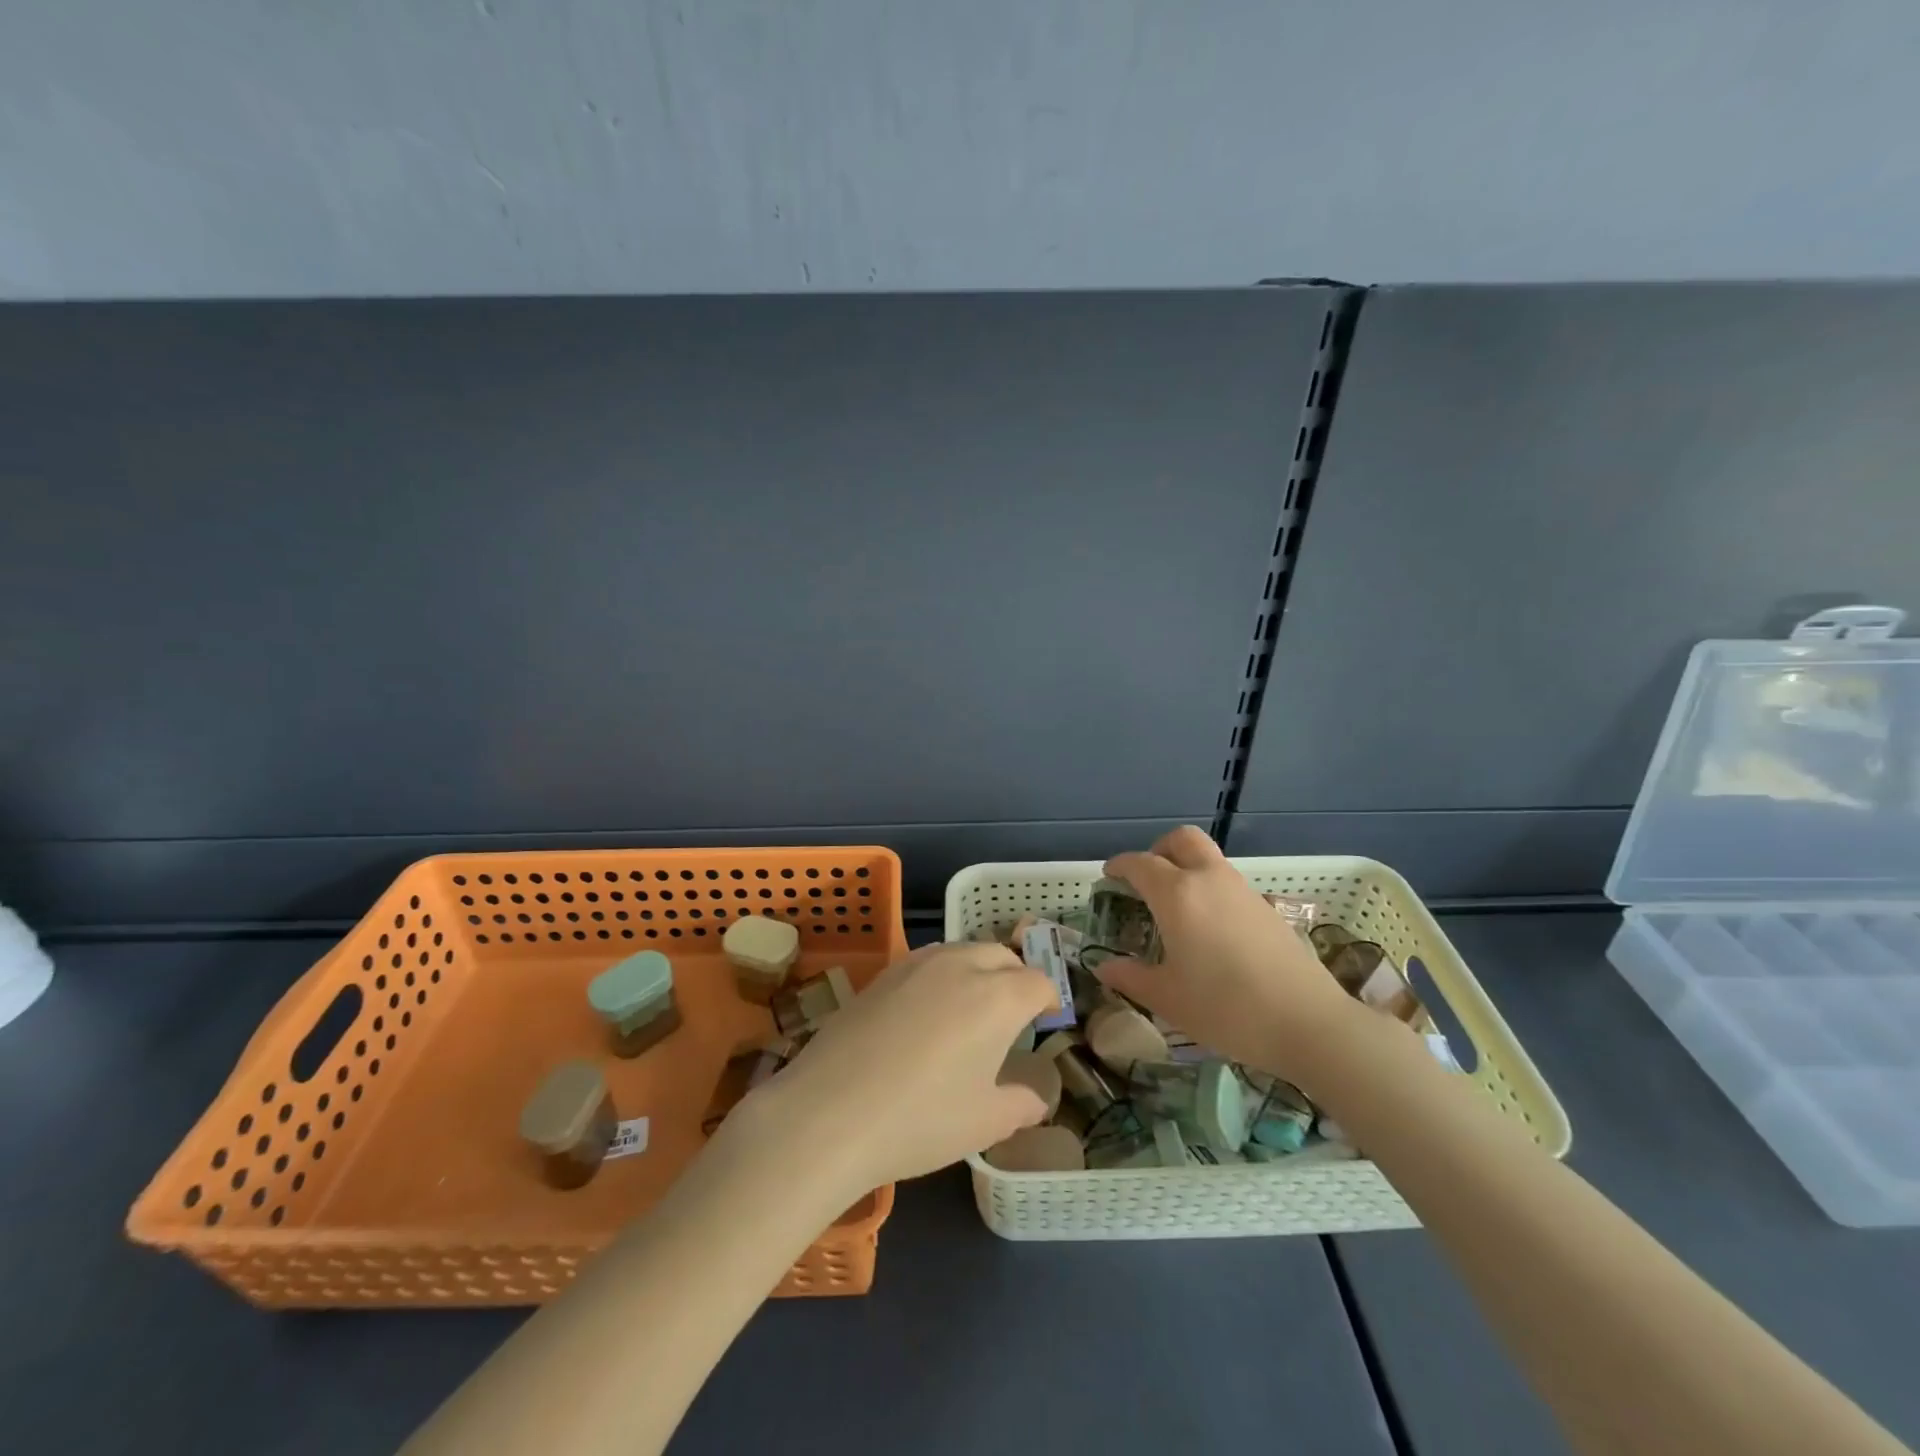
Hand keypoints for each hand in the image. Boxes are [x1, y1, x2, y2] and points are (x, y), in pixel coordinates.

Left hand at [735, 943, 1056, 1196]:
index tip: (1045, 1020)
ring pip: (962, 951)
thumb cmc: (921, 1119)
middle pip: (1001, 955)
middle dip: (1014, 977)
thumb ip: (1019, 1104)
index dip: (1048, 999)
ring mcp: (917, 964)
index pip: (1038, 982)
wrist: (829, 1112)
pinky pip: (926, 962)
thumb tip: (1036, 1099)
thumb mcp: (983, 1123)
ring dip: (977, 970)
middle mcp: (961, 965)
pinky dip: (941, 975)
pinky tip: (925, 1013)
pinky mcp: (882, 973)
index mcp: (998, 996)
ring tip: (969, 1009)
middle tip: (1011, 1015)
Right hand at [1095, 826, 1362, 1086]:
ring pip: (1208, 858)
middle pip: (1181, 840)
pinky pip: (1227, 881)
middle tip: (1145, 880)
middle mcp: (1209, 880)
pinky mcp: (1266, 908)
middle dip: (1158, 850)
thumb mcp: (1167, 998)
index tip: (1108, 877)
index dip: (1119, 866)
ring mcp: (1242, 890)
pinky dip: (1209, 888)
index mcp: (1177, 894)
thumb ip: (1131, 977)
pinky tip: (1207, 929)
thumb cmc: (1225, 1008)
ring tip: (1174, 908)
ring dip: (1186, 867)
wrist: (1307, 1023)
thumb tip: (1104, 966)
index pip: (1140, 864)